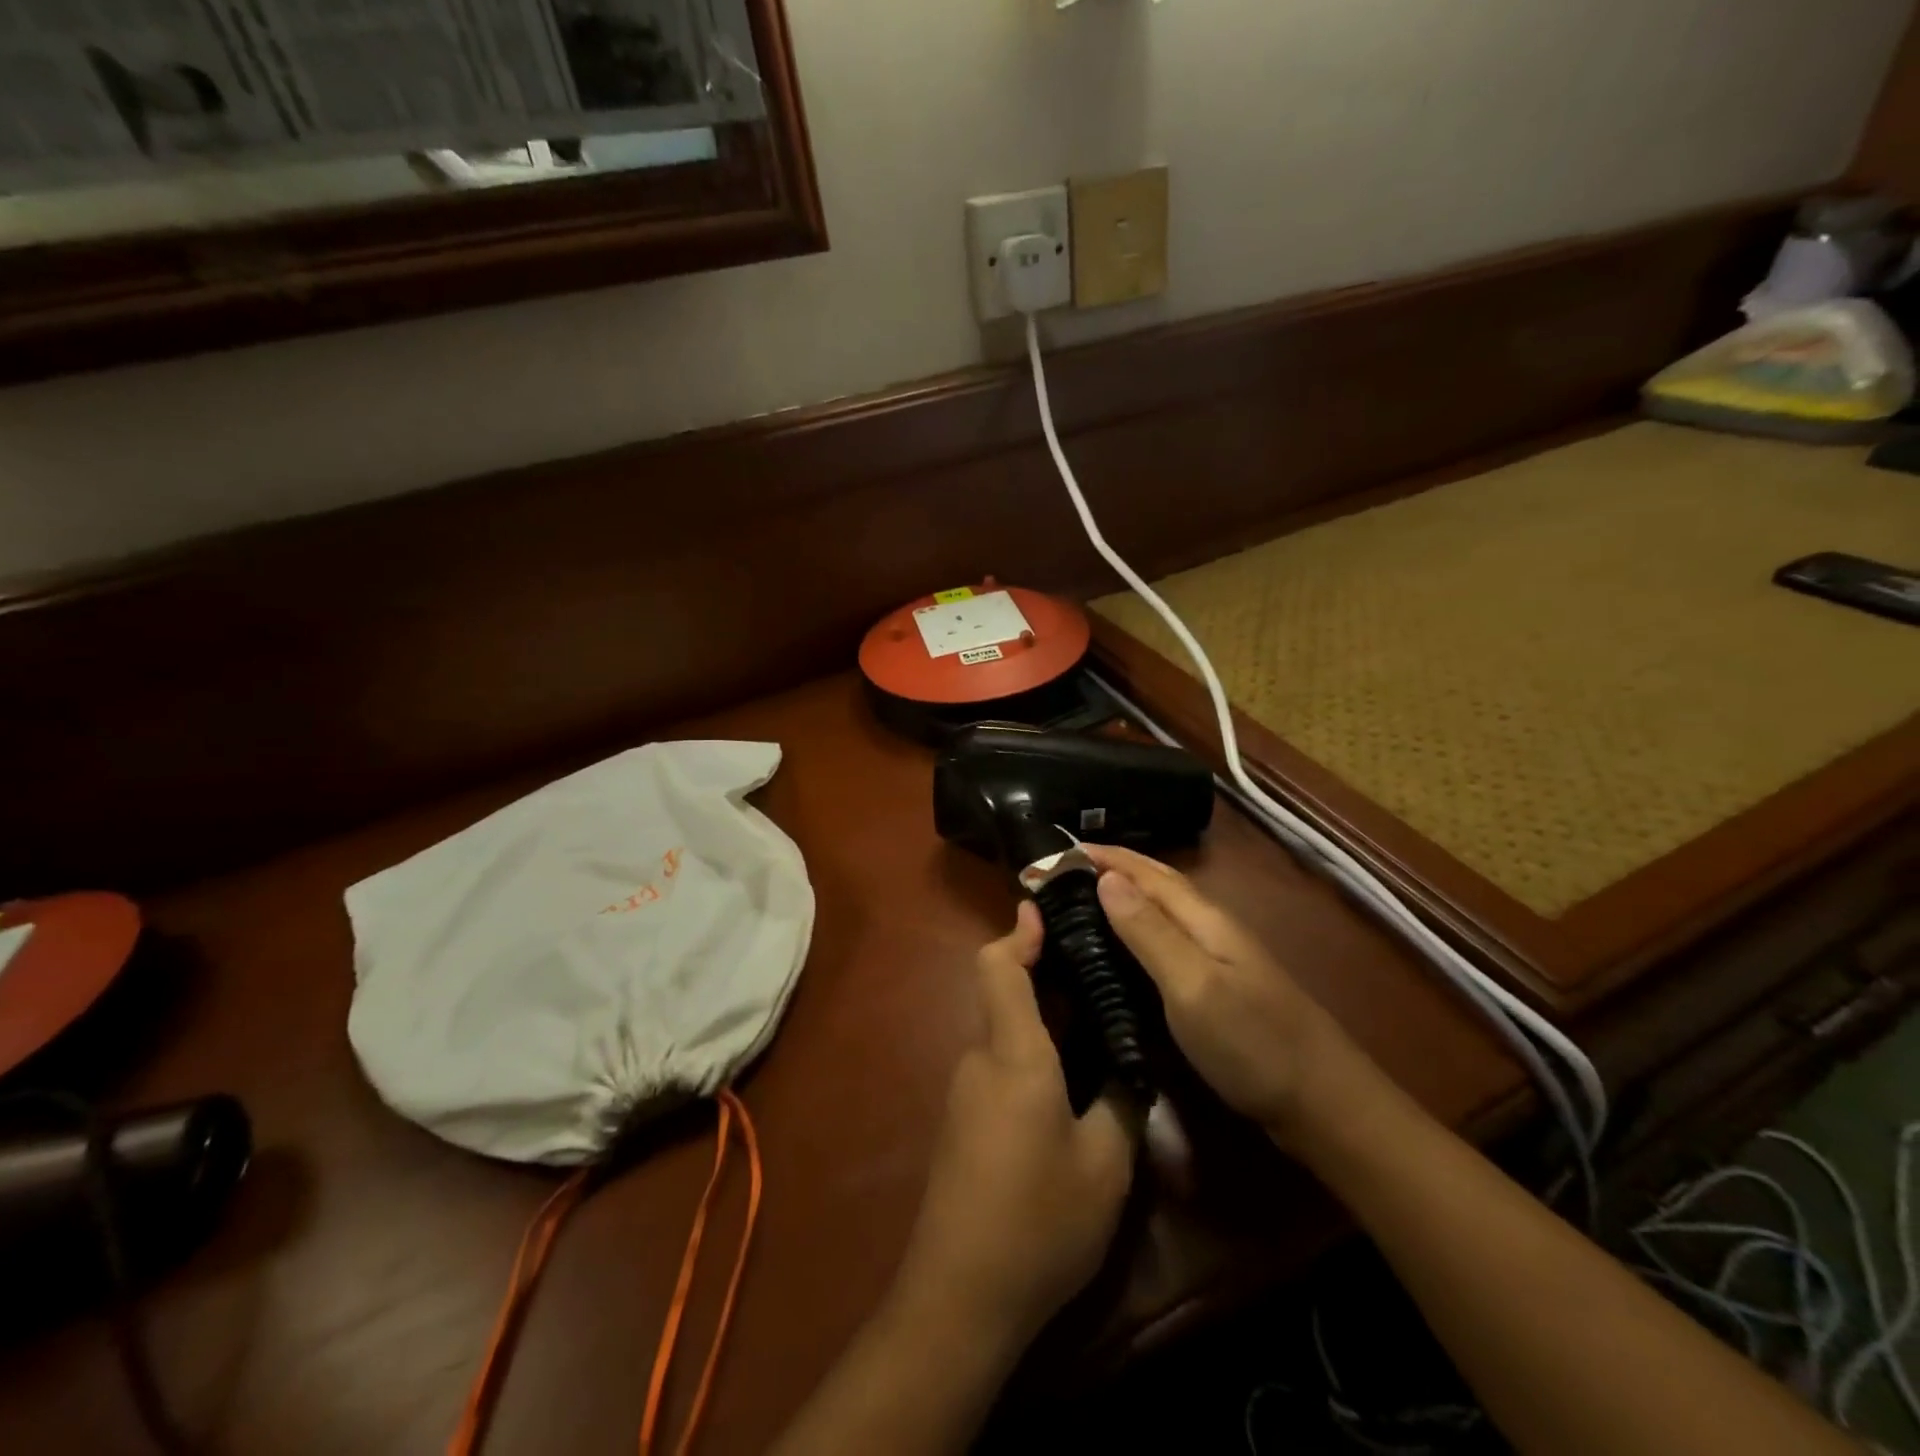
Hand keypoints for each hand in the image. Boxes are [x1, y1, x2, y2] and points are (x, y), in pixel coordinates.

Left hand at [896, 901, 1136, 1347]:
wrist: (960, 1297)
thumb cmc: (1038, 1221)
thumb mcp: (1104, 1165)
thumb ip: (1121, 1102)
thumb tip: (1129, 1066)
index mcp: (1013, 1054)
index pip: (998, 967)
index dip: (1019, 932)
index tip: (1045, 908)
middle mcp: (980, 1059)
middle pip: (1002, 993)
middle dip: (1042, 972)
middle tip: (1096, 968)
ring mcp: (966, 1091)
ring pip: (1004, 1032)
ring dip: (1041, 1018)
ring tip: (1095, 1022)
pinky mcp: (964, 1123)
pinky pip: (999, 1065)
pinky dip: (1031, 1052)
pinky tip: (1069, 1081)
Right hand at [1084, 844, 1360, 1144]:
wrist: (1324, 1105)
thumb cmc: (1253, 1043)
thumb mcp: (1193, 985)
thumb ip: (1149, 932)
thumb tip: (1105, 877)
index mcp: (1203, 918)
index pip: (1144, 871)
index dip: (1103, 856)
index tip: (1053, 851)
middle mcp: (1209, 927)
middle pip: (1155, 883)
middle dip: (1110, 869)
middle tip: (1059, 873)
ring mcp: (1217, 958)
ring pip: (1160, 911)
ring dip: (1121, 897)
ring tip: (1078, 903)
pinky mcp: (1216, 987)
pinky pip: (1164, 941)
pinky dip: (1134, 931)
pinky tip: (1118, 950)